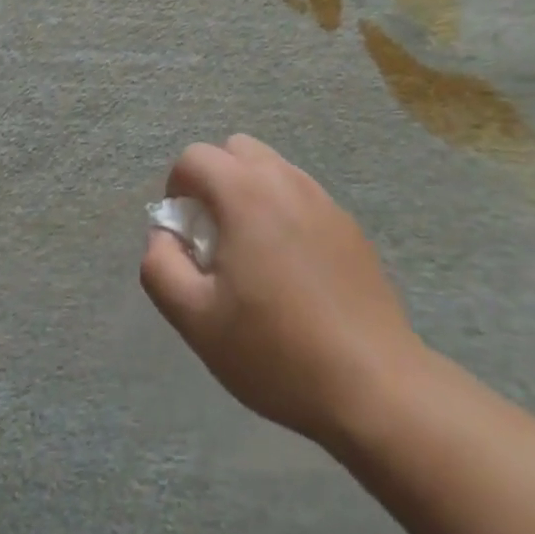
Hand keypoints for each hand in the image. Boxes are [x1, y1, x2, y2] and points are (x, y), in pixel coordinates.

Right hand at [140, 134, 422, 446]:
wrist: (374, 384)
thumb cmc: (276, 350)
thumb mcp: (196, 319)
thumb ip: (160, 266)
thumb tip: (163, 235)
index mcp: (244, 192)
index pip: (193, 158)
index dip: (177, 190)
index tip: (184, 236)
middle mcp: (284, 178)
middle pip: (234, 149)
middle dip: (214, 180)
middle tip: (215, 236)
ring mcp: (322, 198)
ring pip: (271, 169)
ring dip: (249, 193)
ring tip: (253, 254)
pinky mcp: (348, 224)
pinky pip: (301, 197)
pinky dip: (284, 212)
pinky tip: (293, 271)